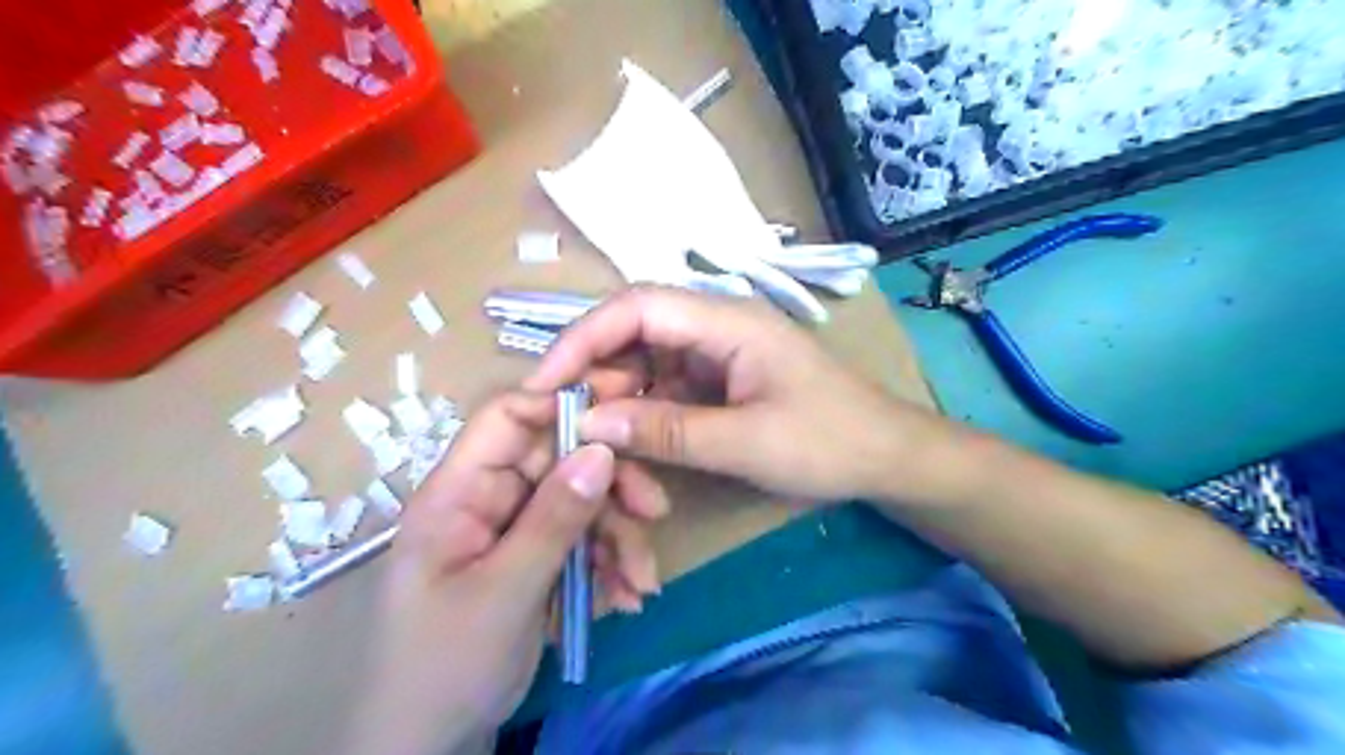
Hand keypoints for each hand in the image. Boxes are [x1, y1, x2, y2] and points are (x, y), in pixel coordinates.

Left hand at [343, 392, 664, 751]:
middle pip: (559, 460)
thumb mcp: (504, 593)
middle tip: (655, 512)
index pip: (508, 418)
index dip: (562, 406)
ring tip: (642, 582)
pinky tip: (627, 598)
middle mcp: (489, 499)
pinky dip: (610, 565)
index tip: (621, 422)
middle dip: (612, 487)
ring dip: (619, 537)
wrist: (431, 746)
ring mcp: (515, 529)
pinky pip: (582, 541)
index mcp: (459, 492)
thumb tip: (602, 450)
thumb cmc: (445, 667)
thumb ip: (554, 519)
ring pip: (580, 502)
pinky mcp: (536, 558)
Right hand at [524, 286, 942, 504]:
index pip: (636, 307)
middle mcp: (716, 326)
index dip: (582, 337)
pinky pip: (665, 387)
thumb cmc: (830, 442)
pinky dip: (643, 412)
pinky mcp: (720, 380)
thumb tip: (589, 424)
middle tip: (574, 426)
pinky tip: (636, 442)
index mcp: (727, 321)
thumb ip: (667, 431)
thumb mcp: (746, 443)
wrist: (888, 457)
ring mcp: (718, 353)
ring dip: (618, 398)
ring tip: (605, 443)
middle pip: (634, 331)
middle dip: (597, 374)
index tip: (546, 383)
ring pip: (645, 362)